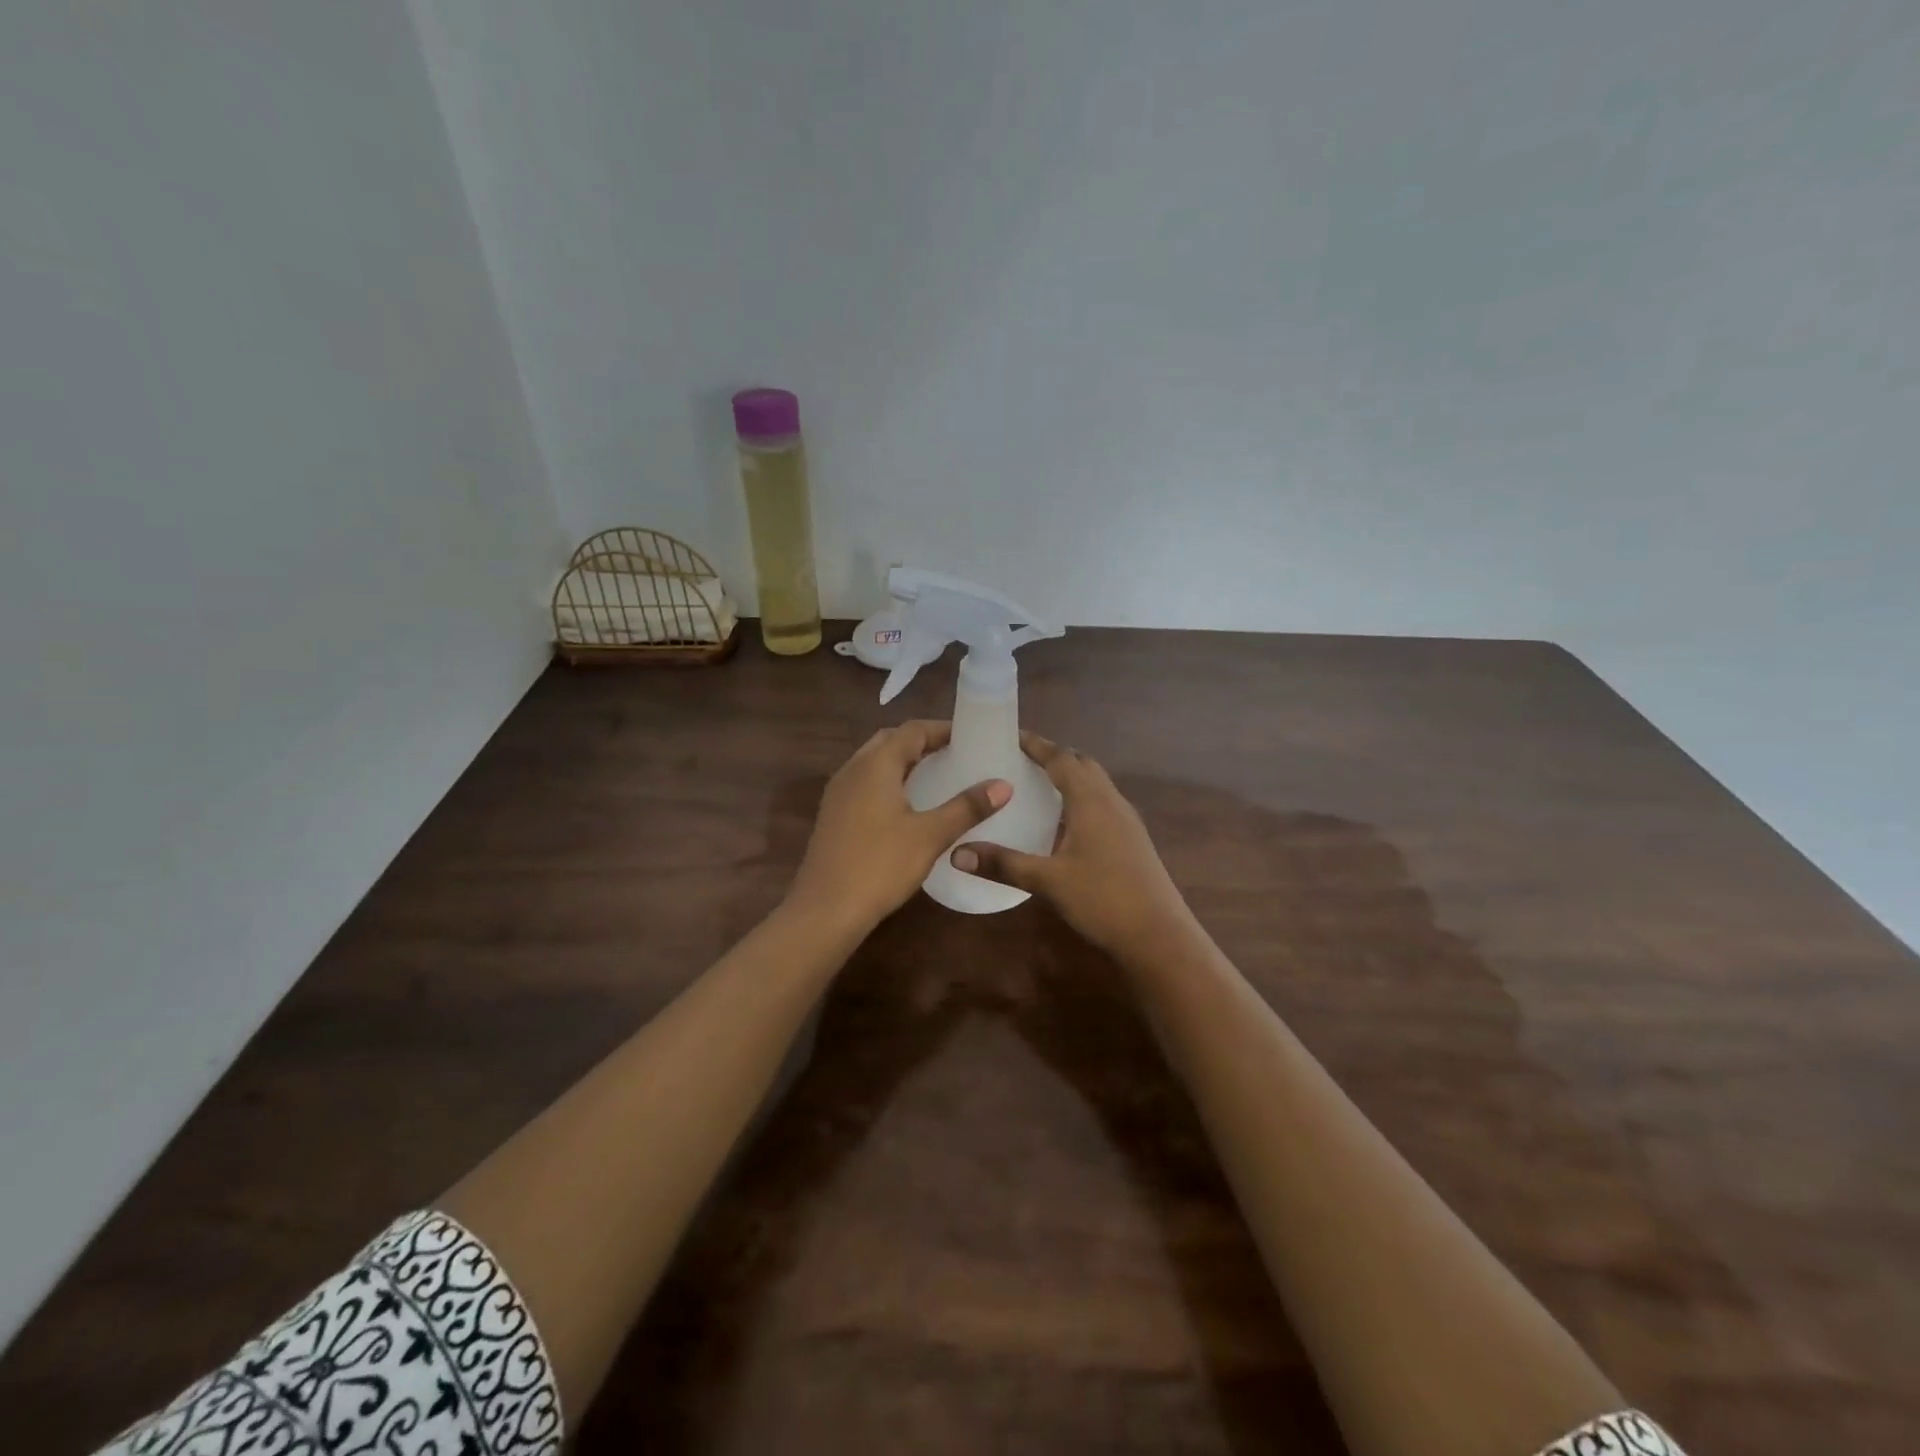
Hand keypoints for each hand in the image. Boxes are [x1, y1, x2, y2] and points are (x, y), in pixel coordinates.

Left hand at [787, 720, 1010, 937]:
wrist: (825, 910)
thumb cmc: (880, 865)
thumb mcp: (930, 835)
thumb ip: (967, 807)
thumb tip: (1003, 785)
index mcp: (875, 765)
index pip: (912, 730)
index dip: (942, 729)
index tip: (970, 737)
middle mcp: (853, 770)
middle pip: (890, 741)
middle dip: (922, 742)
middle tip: (955, 754)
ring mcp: (838, 793)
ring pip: (874, 763)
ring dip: (904, 762)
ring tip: (937, 776)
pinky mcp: (833, 816)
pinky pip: (865, 784)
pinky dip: (889, 782)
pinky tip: (907, 806)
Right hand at [950, 733, 1197, 957]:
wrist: (1160, 936)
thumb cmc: (1103, 899)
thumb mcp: (1048, 881)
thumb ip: (1003, 864)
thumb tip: (957, 852)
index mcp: (1091, 801)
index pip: (1061, 758)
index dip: (1036, 744)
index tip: (1011, 735)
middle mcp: (1112, 802)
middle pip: (1082, 764)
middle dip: (1054, 756)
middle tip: (1021, 760)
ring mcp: (1126, 821)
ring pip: (1096, 784)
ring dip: (1070, 777)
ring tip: (1038, 787)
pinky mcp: (1132, 840)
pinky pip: (1103, 804)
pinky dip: (1081, 799)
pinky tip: (1064, 825)